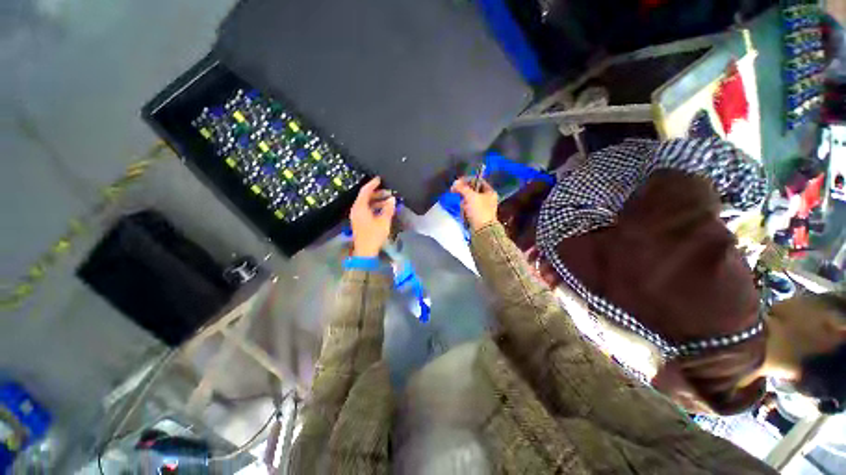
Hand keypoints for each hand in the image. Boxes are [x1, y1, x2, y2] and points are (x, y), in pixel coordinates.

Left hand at [349, 177, 395, 256]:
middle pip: (365, 197)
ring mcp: (357, 216)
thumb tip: (392, 199)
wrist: (365, 251)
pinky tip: (384, 210)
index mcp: (360, 208)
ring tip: (388, 201)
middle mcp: (356, 210)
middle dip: (377, 193)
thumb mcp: (383, 221)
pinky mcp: (359, 222)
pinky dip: (374, 207)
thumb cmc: (374, 235)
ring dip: (377, 201)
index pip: (365, 191)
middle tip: (389, 192)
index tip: (380, 179)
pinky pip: (366, 210)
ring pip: (366, 204)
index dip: (372, 184)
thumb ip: (388, 209)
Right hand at [451, 176, 497, 231]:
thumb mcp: (470, 196)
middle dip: (464, 191)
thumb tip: (455, 183)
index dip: (467, 180)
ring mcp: (483, 207)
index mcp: (490, 192)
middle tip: (457, 192)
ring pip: (470, 199)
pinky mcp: (477, 214)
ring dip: (464, 200)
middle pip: (473, 190)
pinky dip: (465, 207)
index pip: (478, 181)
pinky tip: (463, 210)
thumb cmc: (479, 211)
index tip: (458, 182)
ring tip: (462, 203)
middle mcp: (488, 198)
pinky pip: (469, 207)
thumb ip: (462, 188)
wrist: (482, 230)